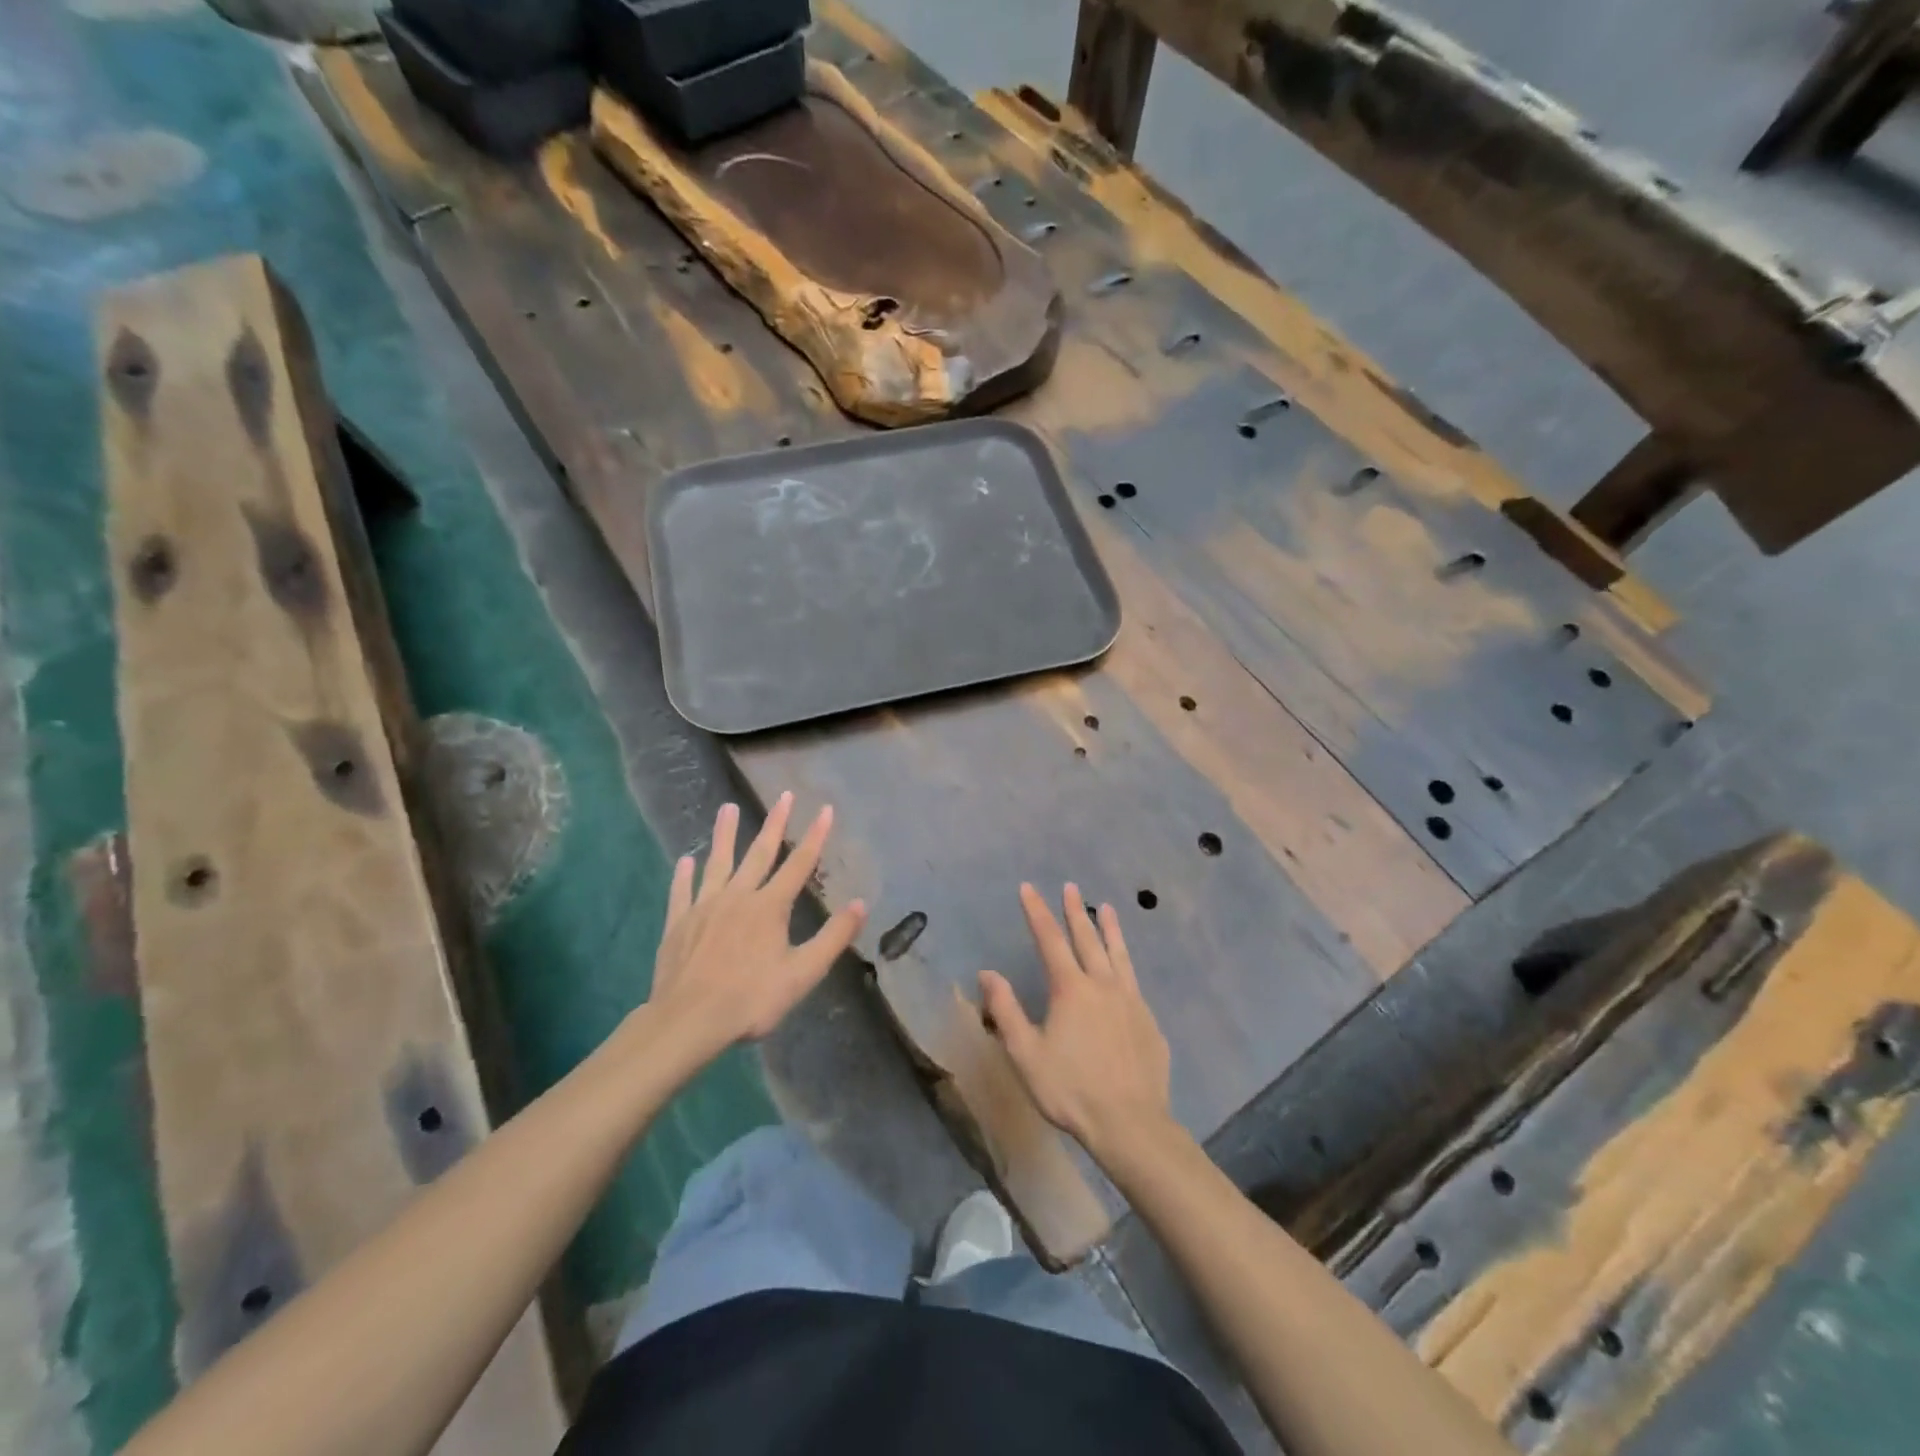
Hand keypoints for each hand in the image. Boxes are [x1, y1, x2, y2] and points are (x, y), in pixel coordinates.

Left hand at [648, 794, 866, 1057]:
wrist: (688, 1020)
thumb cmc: (751, 999)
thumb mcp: (803, 973)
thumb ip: (833, 937)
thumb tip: (861, 904)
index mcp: (770, 907)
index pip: (799, 864)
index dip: (815, 836)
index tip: (826, 809)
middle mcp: (738, 897)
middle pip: (759, 853)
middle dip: (774, 823)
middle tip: (783, 796)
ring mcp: (704, 907)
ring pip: (718, 863)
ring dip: (724, 834)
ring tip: (727, 808)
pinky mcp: (679, 923)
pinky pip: (682, 892)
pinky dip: (684, 875)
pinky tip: (685, 860)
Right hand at [979, 883, 1172, 1162]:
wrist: (1130, 1123)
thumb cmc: (1070, 1089)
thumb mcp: (1026, 1054)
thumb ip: (1006, 1010)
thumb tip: (988, 973)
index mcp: (1071, 989)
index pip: (1049, 940)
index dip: (1037, 912)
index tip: (1028, 888)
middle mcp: (1103, 985)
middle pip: (1087, 939)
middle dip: (1075, 911)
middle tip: (1070, 887)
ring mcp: (1130, 1001)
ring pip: (1118, 954)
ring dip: (1109, 929)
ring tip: (1107, 908)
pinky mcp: (1149, 1021)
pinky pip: (1134, 982)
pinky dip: (1126, 963)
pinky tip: (1125, 970)